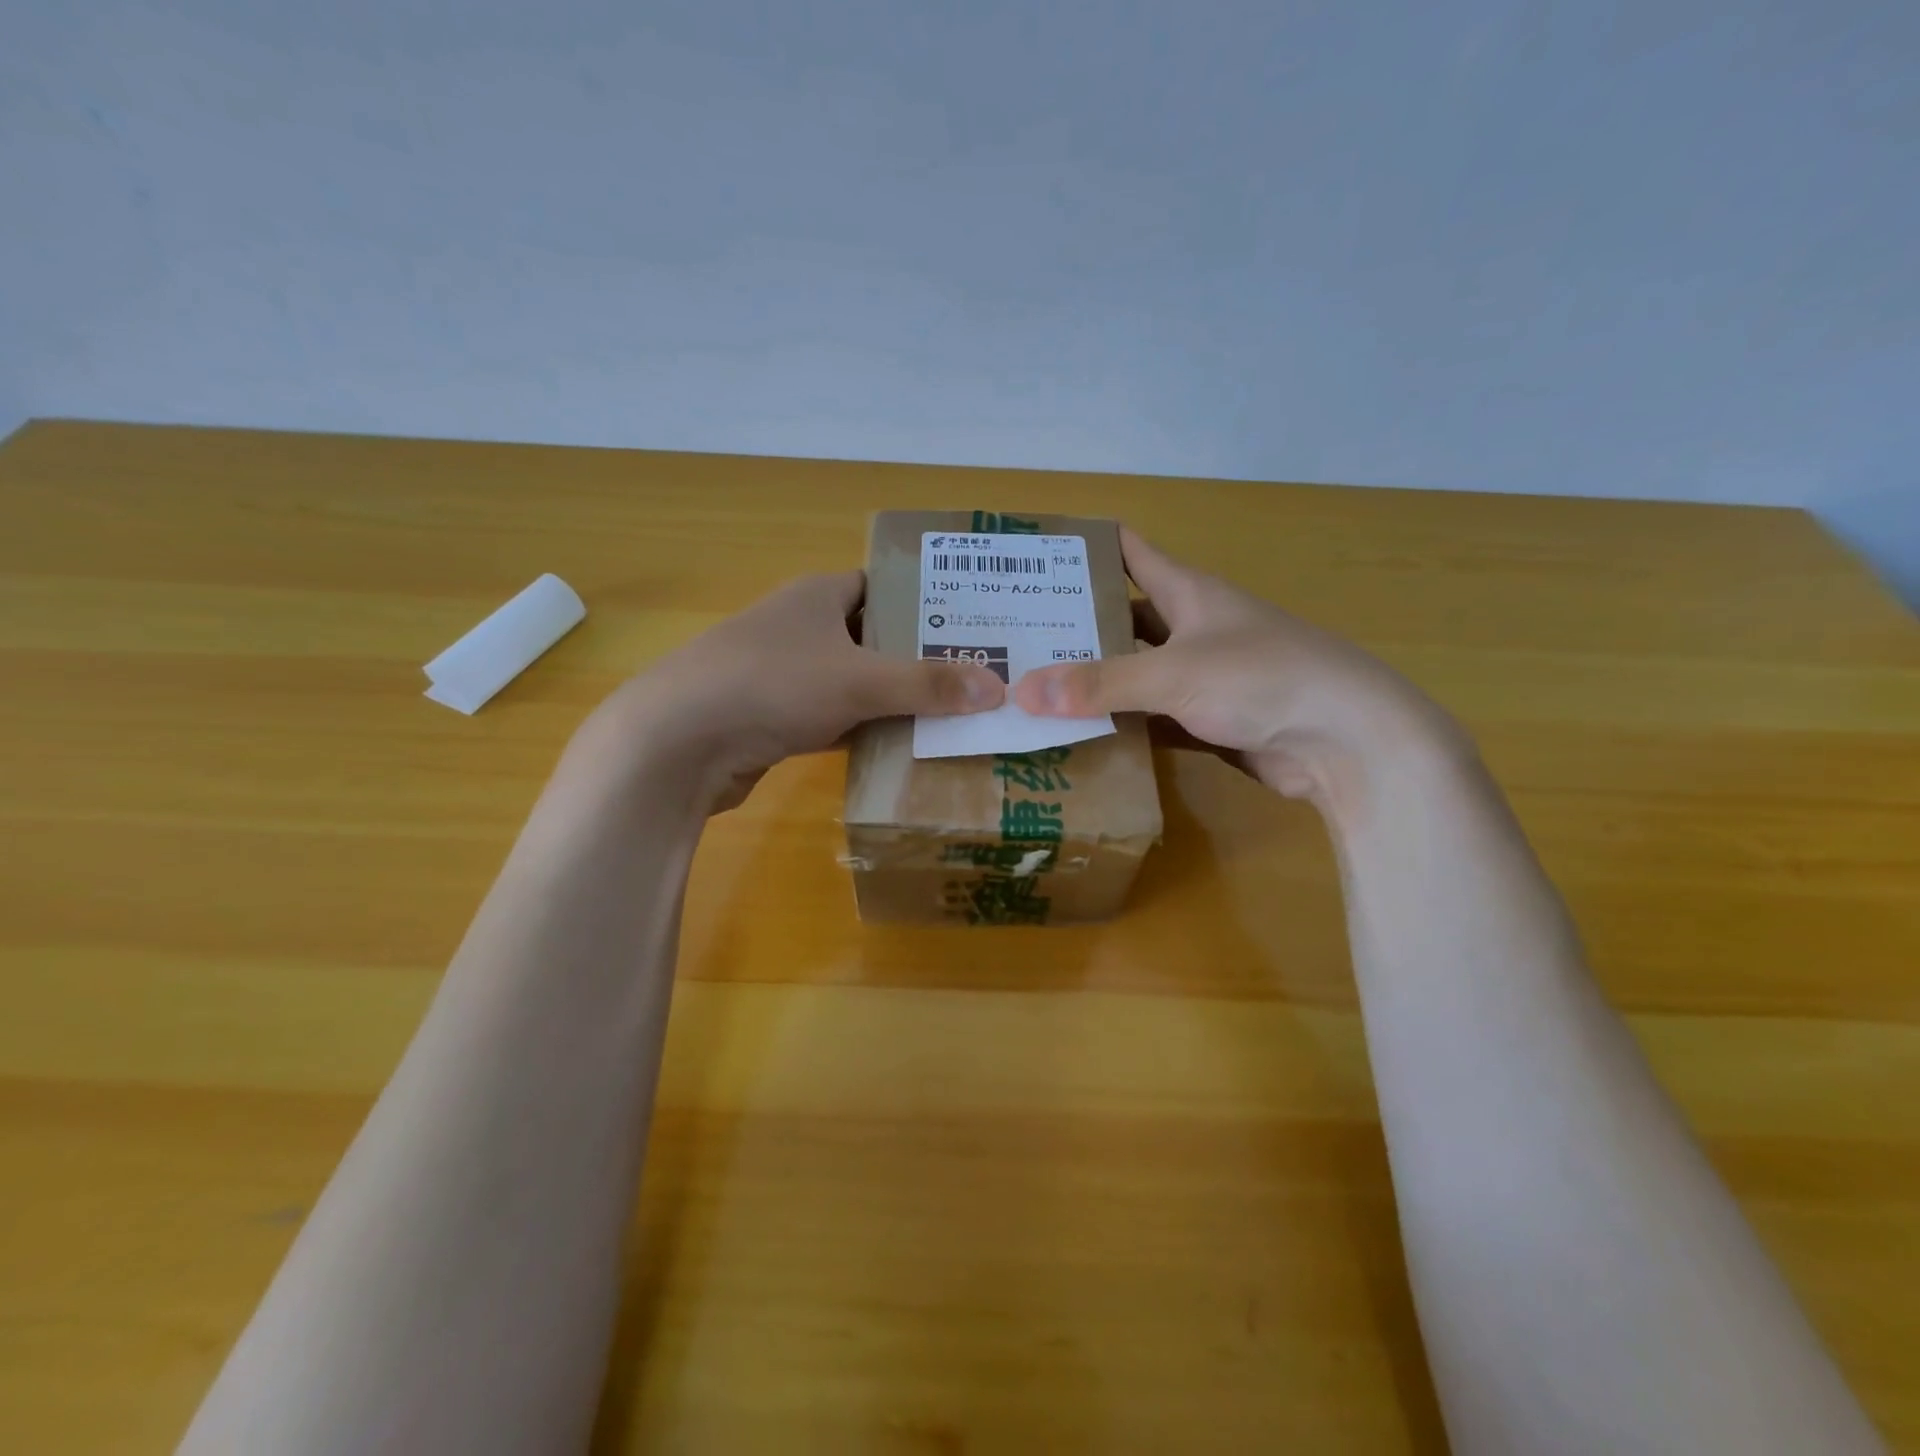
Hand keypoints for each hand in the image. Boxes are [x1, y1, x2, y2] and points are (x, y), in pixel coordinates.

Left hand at [570, 571, 1004, 811]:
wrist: (677, 742)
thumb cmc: (772, 685)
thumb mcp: (860, 680)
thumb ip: (928, 685)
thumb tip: (998, 688)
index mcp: (818, 595)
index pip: (883, 587)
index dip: (925, 603)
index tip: (969, 628)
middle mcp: (799, 626)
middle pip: (873, 637)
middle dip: (917, 658)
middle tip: (972, 679)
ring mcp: (782, 674)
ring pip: (853, 682)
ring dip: (891, 700)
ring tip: (949, 717)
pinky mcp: (772, 717)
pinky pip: (832, 718)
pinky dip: (861, 730)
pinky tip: (898, 750)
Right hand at [1014, 529, 1466, 807]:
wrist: (1347, 742)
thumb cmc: (1263, 679)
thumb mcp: (1175, 673)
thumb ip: (1100, 684)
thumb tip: (1021, 692)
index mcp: (1188, 592)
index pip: (1127, 551)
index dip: (1084, 547)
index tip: (1032, 556)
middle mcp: (1192, 627)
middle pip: (1123, 616)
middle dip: (1074, 625)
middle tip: (1013, 636)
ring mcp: (1202, 675)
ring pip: (1134, 671)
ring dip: (1094, 681)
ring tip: (1033, 688)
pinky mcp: (1208, 720)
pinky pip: (1151, 716)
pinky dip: (1120, 724)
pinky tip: (1079, 734)